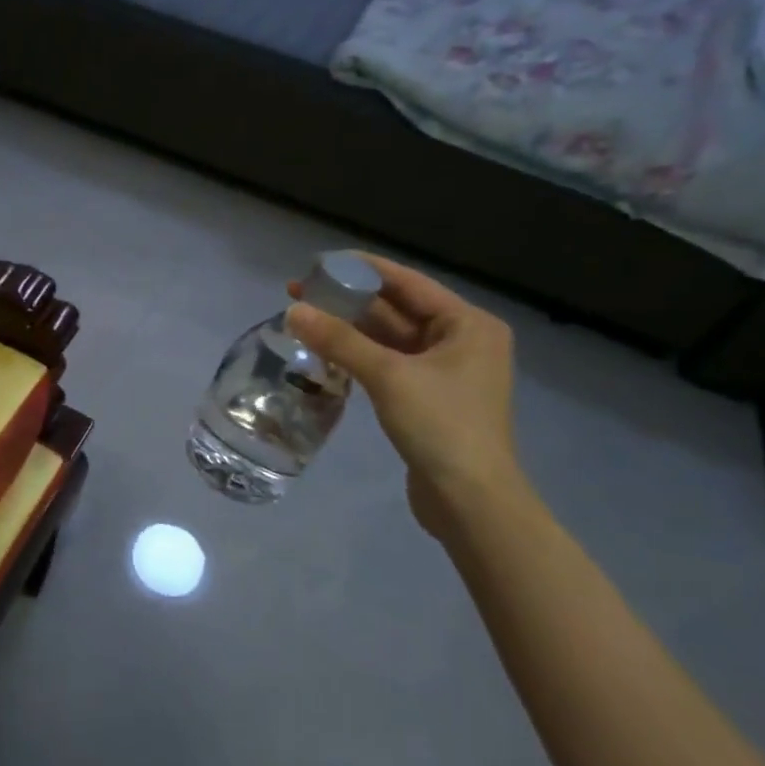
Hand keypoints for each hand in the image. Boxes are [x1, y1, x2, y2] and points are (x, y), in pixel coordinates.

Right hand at [285, 255, 521, 535]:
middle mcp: (461, 341)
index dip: (362, 269)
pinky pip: (388, 364)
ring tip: (304, 319)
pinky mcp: (428, 398)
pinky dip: (359, 356)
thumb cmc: (442, 427)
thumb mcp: (388, 376)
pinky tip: (325, 354)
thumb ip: (339, 340)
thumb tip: (293, 310)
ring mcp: (445, 372)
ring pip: (389, 339)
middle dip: (349, 301)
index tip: (319, 263)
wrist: (471, 502)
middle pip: (396, 310)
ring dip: (350, 330)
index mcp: (468, 324)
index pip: (407, 282)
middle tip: (300, 293)